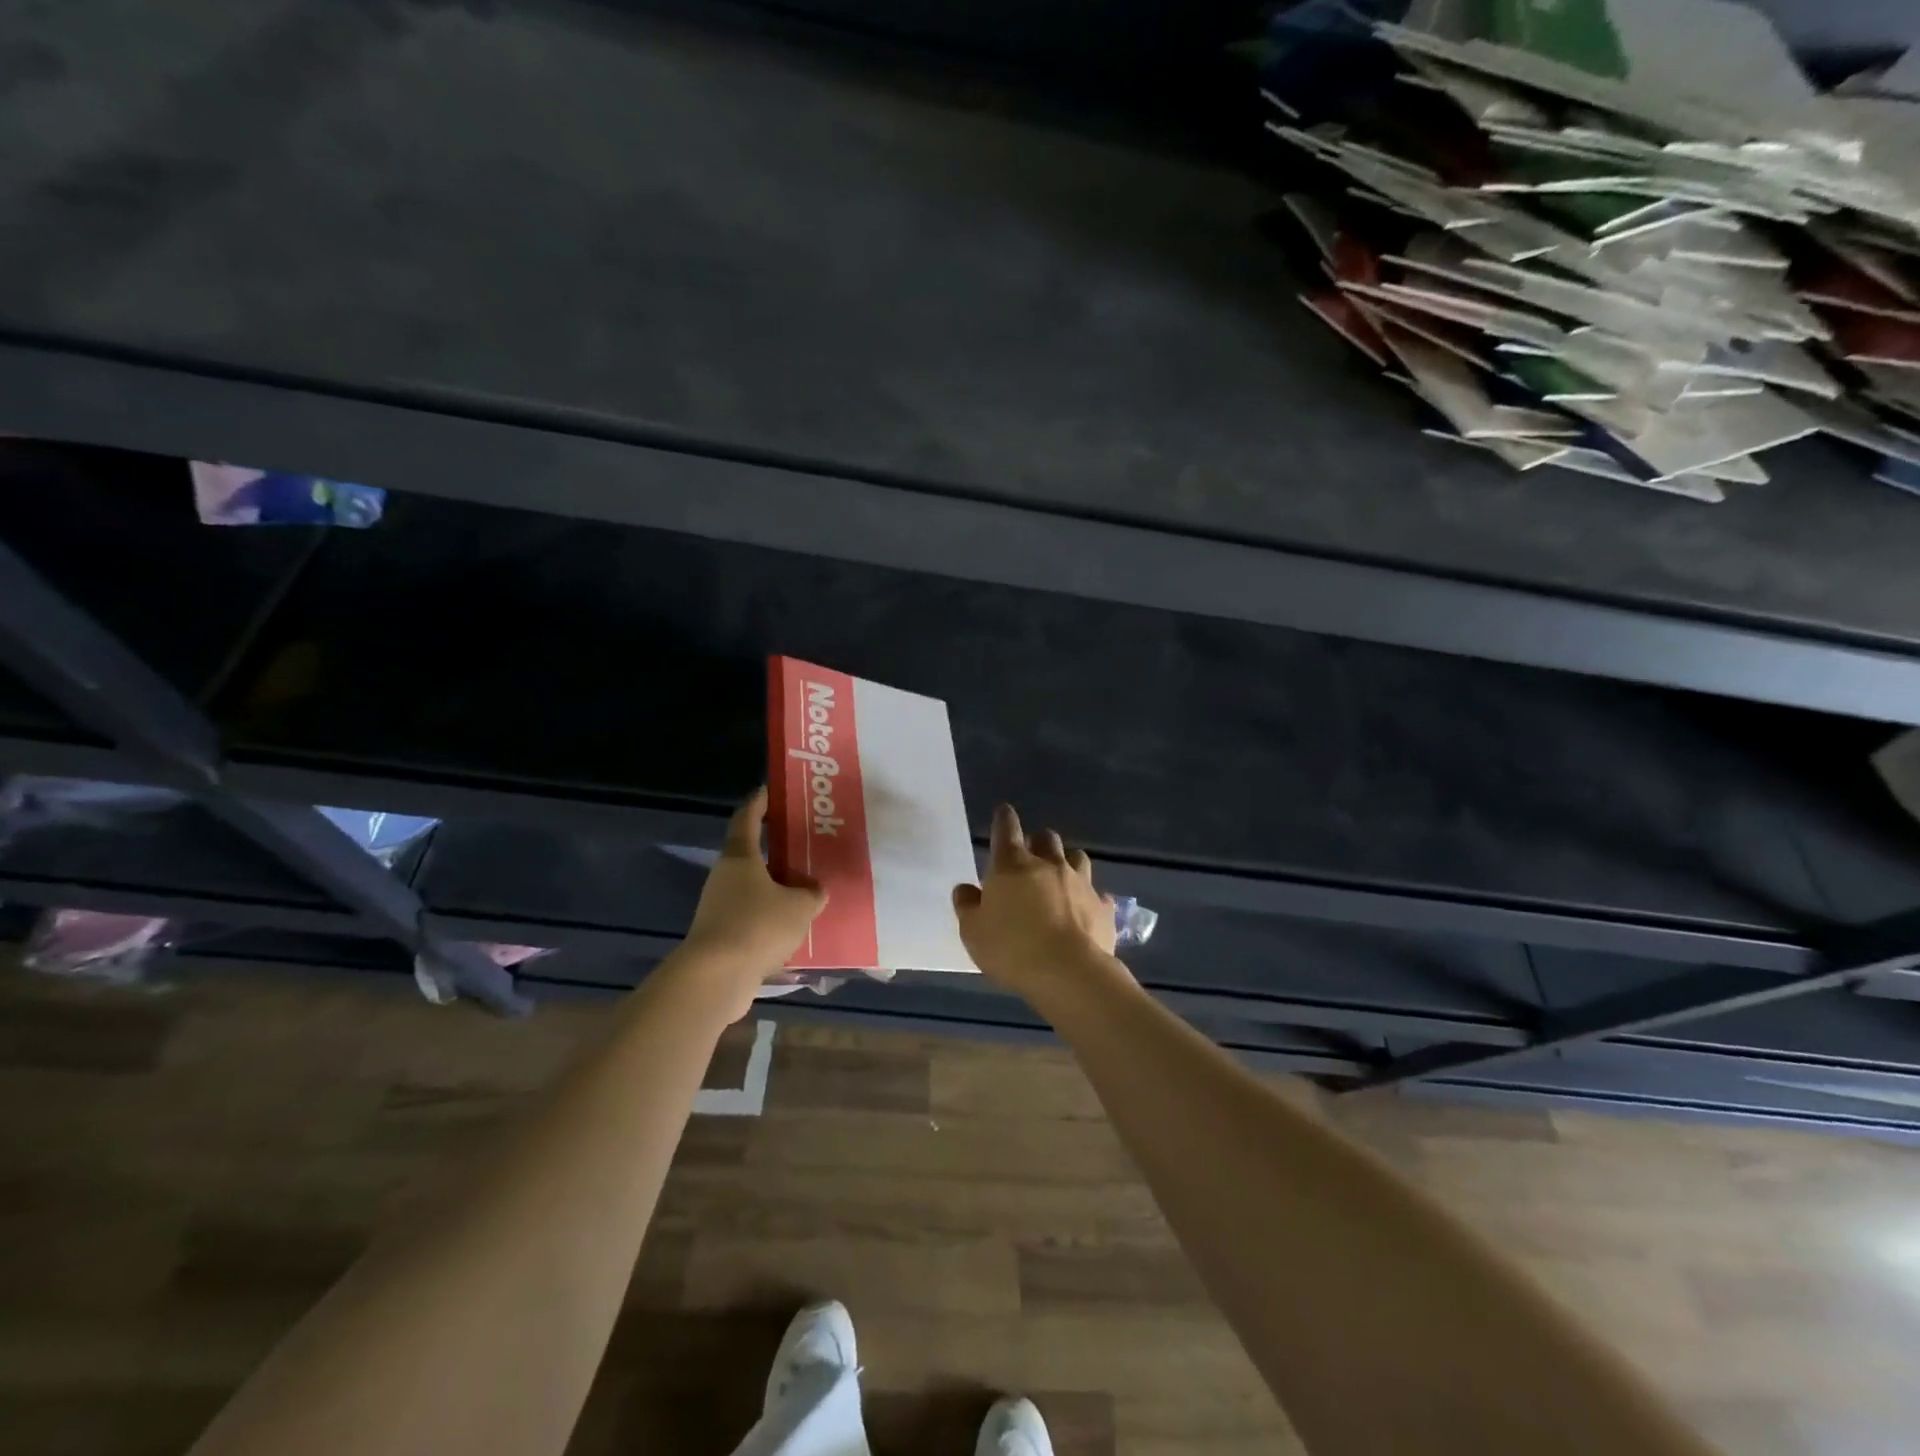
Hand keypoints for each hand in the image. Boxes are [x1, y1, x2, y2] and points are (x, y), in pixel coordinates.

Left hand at [677, 788, 826, 1013]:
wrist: (716, 978)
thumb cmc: (757, 926)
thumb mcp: (799, 907)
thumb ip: (811, 894)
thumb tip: (815, 890)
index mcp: (740, 857)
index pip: (747, 818)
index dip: (760, 802)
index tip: (771, 791)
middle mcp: (725, 877)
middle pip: (751, 854)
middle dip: (777, 850)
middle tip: (805, 845)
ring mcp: (718, 907)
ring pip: (753, 888)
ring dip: (776, 888)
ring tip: (807, 889)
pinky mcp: (721, 935)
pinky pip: (752, 917)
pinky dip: (771, 917)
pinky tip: (794, 927)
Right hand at [952, 804, 1119, 996]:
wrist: (1069, 973)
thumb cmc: (1012, 949)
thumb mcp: (973, 932)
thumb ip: (967, 906)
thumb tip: (966, 888)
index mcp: (1012, 866)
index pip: (1006, 829)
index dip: (1004, 818)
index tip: (1004, 812)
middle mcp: (1049, 865)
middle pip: (1046, 838)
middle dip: (1037, 841)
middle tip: (1030, 855)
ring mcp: (1080, 883)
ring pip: (1076, 857)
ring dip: (1066, 861)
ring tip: (1060, 876)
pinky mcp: (1103, 906)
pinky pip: (1097, 893)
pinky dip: (1089, 897)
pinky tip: (1085, 909)